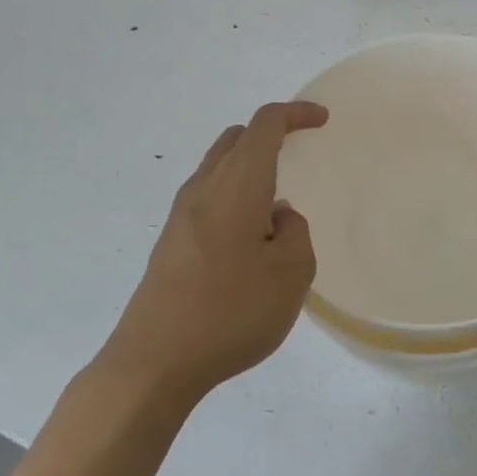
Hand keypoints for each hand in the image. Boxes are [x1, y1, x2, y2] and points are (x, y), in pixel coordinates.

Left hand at [105, 101, 326, 402]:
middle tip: (297, 152)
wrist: (154, 362)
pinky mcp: (170, 241)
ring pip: (218, 166)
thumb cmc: (231, 312)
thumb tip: (277, 215)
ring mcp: (180, 215)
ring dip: (249, 168)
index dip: (295, 114)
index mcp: (236, 186)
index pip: (265, 126)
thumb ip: (295, 231)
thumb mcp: (291, 274)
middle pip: (236, 139)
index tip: (322, 120)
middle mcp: (203, 188)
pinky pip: (207, 196)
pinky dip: (233, 194)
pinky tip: (249, 236)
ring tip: (276, 204)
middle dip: (269, 135)